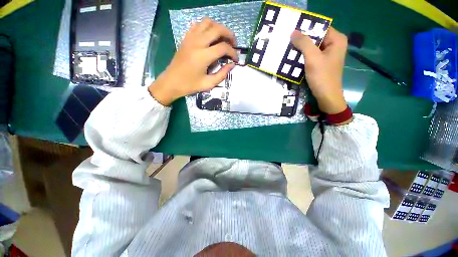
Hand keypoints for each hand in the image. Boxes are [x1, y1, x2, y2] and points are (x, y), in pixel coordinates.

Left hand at [149, 18, 237, 105]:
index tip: (236, 59)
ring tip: (223, 39)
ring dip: (218, 28)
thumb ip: (222, 74)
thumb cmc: (190, 85)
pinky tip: (210, 37)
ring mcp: (190, 38)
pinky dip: (207, 27)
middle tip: (234, 44)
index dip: (233, 52)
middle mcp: (197, 43)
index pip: (223, 47)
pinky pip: (198, 25)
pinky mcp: (186, 38)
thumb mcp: (209, 84)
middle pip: (217, 29)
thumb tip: (232, 65)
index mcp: (203, 56)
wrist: (172, 82)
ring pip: (208, 23)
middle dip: (229, 35)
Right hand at [291, 27, 347, 114]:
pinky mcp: (322, 63)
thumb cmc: (322, 76)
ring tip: (289, 50)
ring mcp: (328, 55)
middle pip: (316, 38)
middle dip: (303, 40)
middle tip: (288, 42)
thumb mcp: (312, 58)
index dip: (307, 29)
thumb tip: (293, 32)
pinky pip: (312, 56)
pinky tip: (294, 59)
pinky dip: (304, 57)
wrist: (326, 96)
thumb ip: (304, 43)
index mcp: (336, 40)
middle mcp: (334, 45)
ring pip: (313, 47)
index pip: (320, 28)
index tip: (293, 32)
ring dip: (301, 49)